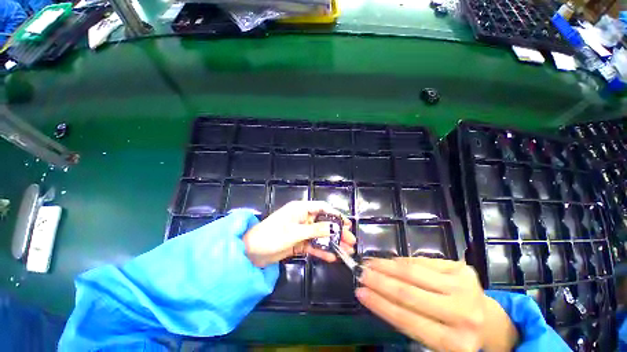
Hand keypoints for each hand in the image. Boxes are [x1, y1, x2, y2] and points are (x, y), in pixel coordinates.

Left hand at [243, 201, 355, 267]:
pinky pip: (313, 245)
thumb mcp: (295, 233)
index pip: (322, 208)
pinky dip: (321, 251)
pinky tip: (332, 257)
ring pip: (320, 235)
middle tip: (351, 241)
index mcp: (300, 209)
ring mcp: (300, 231)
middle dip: (337, 231)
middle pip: (323, 223)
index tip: (347, 224)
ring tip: (346, 251)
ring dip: (332, 242)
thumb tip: (335, 227)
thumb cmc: (271, 236)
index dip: (335, 214)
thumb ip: (316, 230)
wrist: (251, 253)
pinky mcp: (298, 242)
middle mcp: (302, 218)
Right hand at [356, 257, 517, 351]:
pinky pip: (422, 262)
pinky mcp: (461, 268)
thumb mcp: (434, 339)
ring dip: (386, 266)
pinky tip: (389, 262)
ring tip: (369, 263)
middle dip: (379, 281)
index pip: (407, 320)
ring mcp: (464, 286)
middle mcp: (462, 313)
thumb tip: (377, 295)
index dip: (380, 304)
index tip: (360, 292)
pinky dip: (401, 262)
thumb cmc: (457, 334)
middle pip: (409, 293)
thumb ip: (408, 321)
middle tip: (360, 272)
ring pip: (413, 272)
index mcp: (455, 342)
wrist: (489, 321)